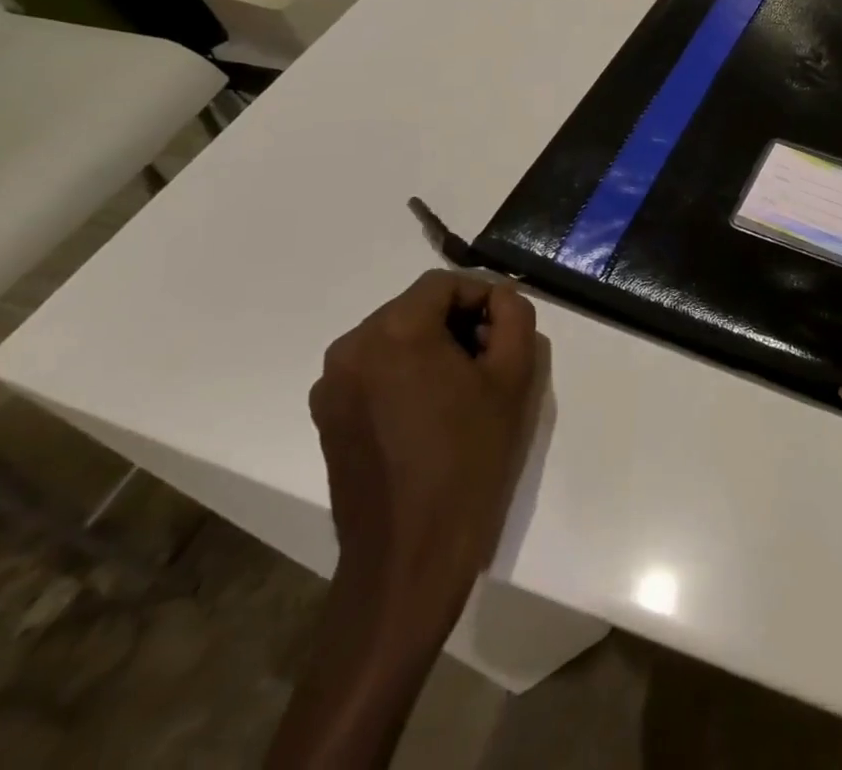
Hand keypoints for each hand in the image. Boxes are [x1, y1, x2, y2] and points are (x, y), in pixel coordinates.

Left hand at [309, 270, 542, 640]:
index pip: (444, 284)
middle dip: (458, 323)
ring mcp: (332, 386)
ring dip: (432, 349)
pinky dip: (405, 375)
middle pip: (416, 308)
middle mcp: (351, 348)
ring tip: (464, 390)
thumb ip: (514, 317)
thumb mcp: (513, 378)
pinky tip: (431, 414)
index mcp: (394, 332)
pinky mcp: (327, 418)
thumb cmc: (469, 460)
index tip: (506, 332)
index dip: (483, 298)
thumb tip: (501, 298)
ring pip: (395, 339)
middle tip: (491, 361)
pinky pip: (375, 371)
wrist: (410, 558)